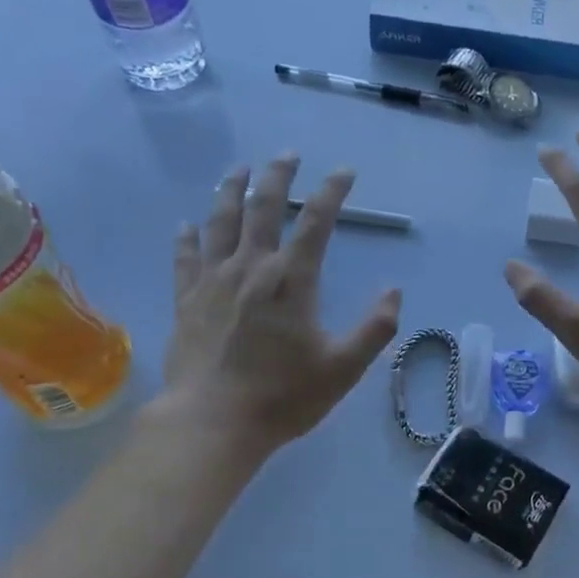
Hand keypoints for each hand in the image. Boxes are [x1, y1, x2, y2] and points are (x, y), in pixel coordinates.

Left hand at [154, 154, 401, 459]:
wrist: (213, 422)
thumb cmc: (283, 396)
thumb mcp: (344, 367)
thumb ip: (375, 328)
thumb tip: (394, 292)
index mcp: (292, 280)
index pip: (316, 221)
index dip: (332, 191)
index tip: (344, 172)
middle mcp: (251, 268)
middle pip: (262, 207)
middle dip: (277, 176)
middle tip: (287, 155)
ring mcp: (213, 282)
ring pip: (220, 222)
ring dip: (231, 191)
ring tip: (238, 169)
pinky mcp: (186, 301)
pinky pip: (184, 258)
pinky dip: (187, 237)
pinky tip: (187, 224)